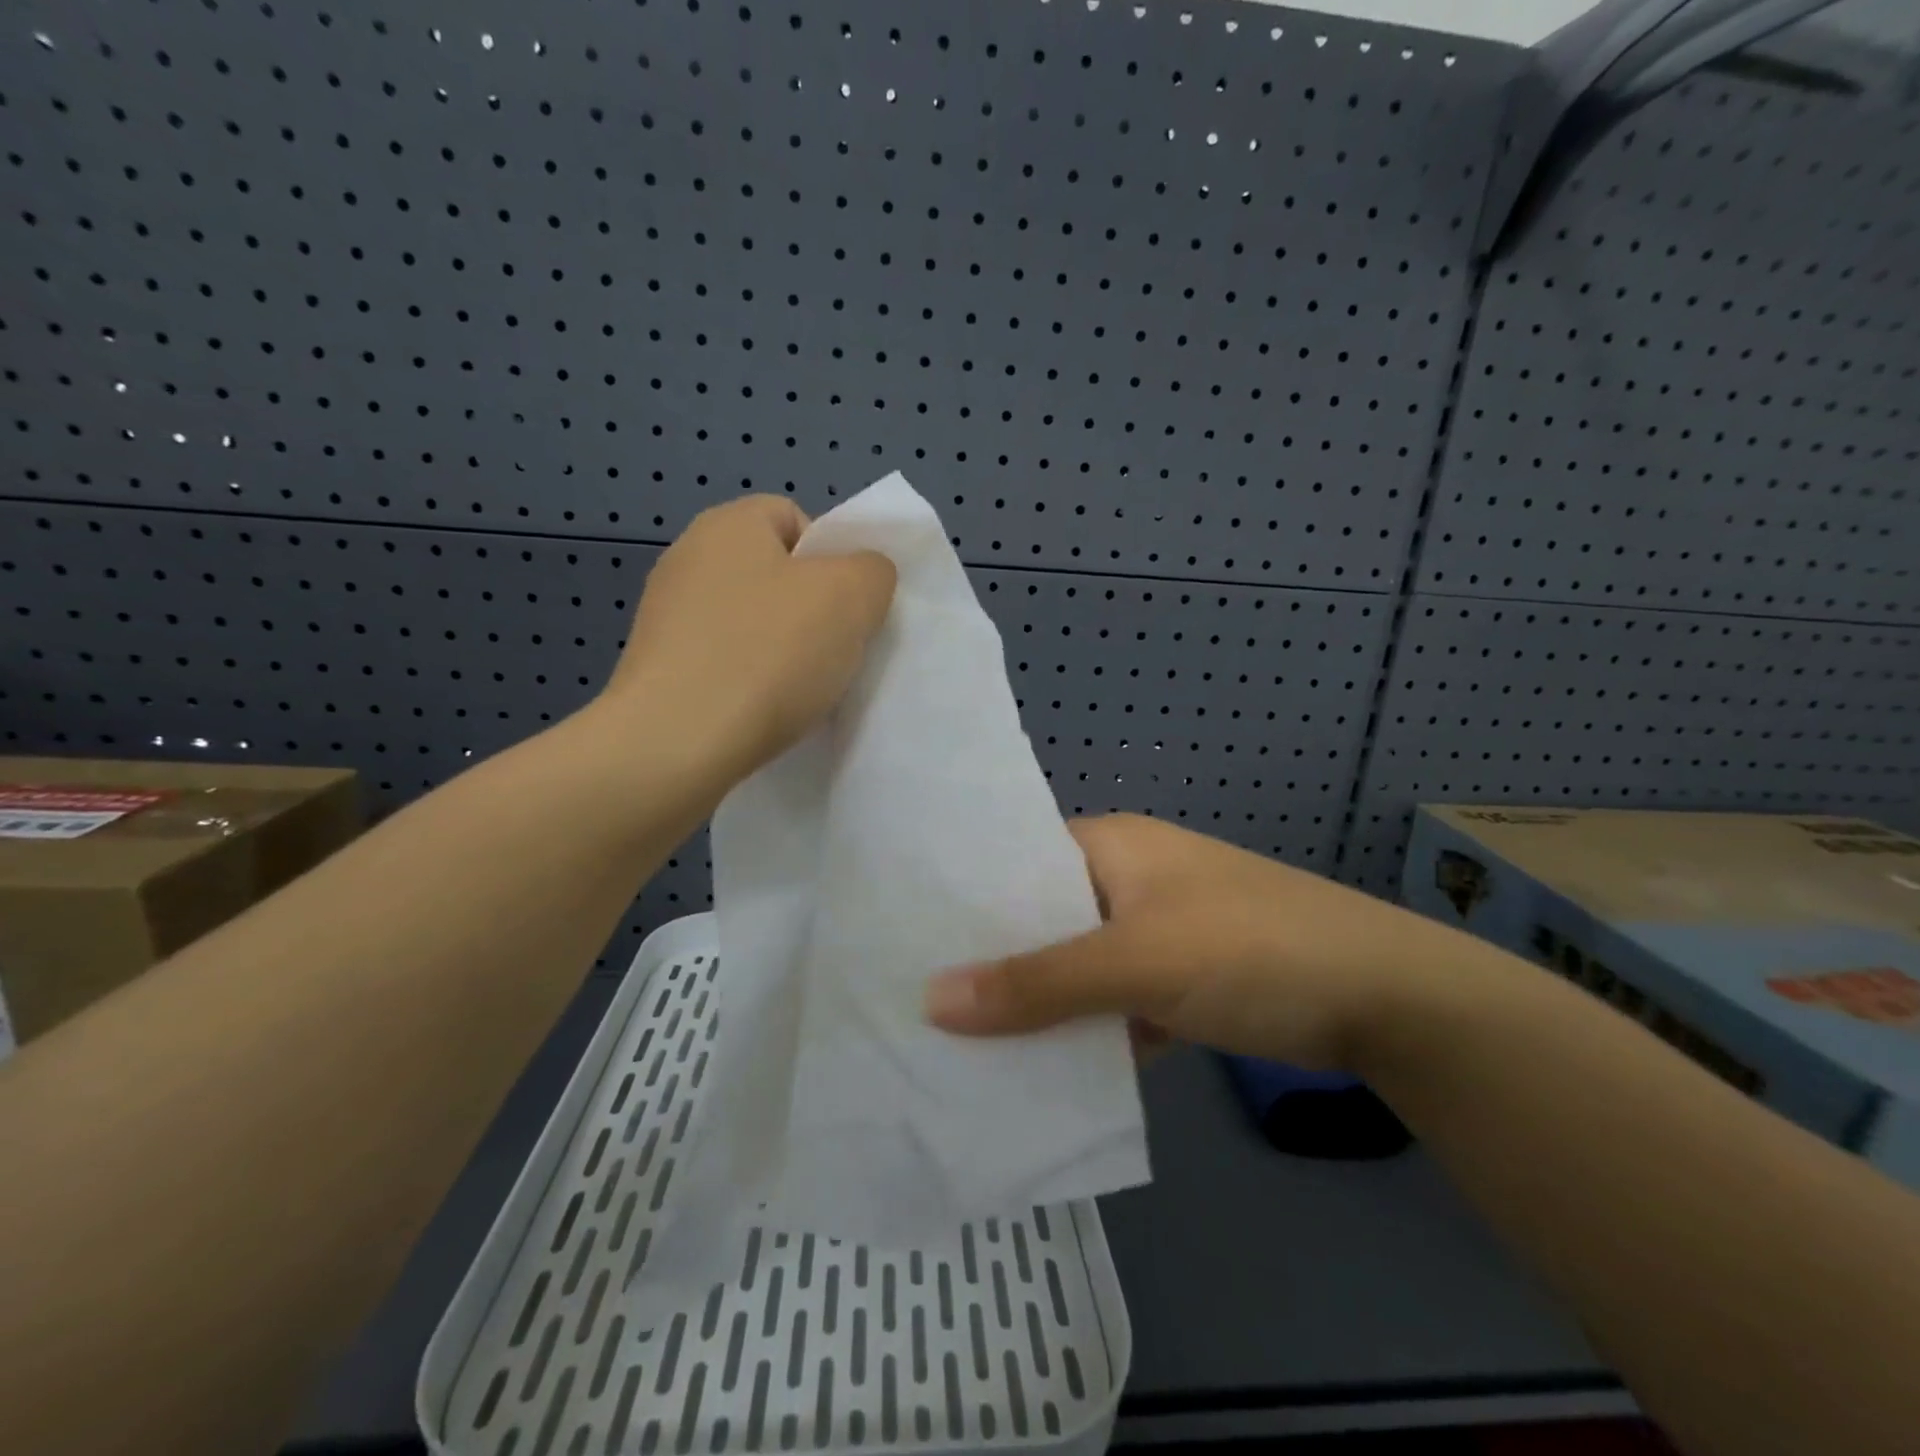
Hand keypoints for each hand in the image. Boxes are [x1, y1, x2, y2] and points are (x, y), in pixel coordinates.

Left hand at [602, 496, 896, 780]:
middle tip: (834, 651)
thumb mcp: (853, 596)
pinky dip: (749, 681)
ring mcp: (665, 615)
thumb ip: (873, 571)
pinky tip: (762, 711)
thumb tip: (862, 577)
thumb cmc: (769, 654)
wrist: (676, 743)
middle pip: (775, 574)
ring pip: (751, 622)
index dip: (833, 559)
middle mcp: (688, 557)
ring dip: (782, 650)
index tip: (848, 609)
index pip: (796, 519)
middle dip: (812, 610)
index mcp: (730, 523)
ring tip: (801, 689)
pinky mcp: (657, 668)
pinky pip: (724, 661)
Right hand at [923, 814, 1453, 1071]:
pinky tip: (1036, 1072)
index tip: (904, 937)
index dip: (965, 896)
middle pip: (1043, 918)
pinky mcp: (1180, 982)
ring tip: (957, 1043)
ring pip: (1075, 967)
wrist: (1388, 1000)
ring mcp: (1156, 933)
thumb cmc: (1252, 949)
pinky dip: (1084, 1032)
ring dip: (1037, 1004)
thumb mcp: (1138, 961)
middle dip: (993, 959)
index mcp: (1111, 845)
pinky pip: (1111, 1004)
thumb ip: (1038, 983)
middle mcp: (1127, 880)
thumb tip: (931, 1001)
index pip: (1017, 860)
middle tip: (915, 1000)